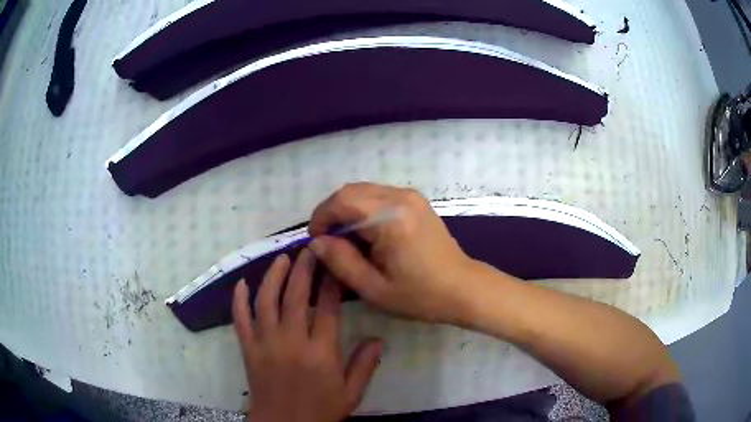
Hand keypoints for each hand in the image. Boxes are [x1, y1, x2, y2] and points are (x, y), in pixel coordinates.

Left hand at [232, 250, 382, 421]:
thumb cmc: (320, 410)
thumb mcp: (351, 393)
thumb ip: (365, 365)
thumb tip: (378, 337)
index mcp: (321, 353)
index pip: (328, 308)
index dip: (331, 282)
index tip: (335, 263)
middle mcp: (291, 342)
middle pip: (296, 296)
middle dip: (304, 268)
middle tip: (309, 248)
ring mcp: (265, 343)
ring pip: (266, 301)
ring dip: (273, 276)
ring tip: (283, 258)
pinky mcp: (248, 349)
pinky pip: (240, 319)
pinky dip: (239, 299)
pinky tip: (242, 283)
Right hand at [308, 183, 477, 323]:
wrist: (462, 288)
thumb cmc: (420, 295)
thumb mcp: (373, 288)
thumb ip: (341, 262)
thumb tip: (317, 242)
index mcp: (391, 218)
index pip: (342, 201)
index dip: (321, 217)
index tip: (316, 241)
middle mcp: (400, 197)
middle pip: (351, 191)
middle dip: (332, 213)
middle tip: (328, 242)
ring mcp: (411, 196)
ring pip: (364, 191)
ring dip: (347, 211)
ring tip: (346, 240)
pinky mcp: (416, 201)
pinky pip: (379, 196)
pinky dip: (364, 210)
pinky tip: (366, 234)